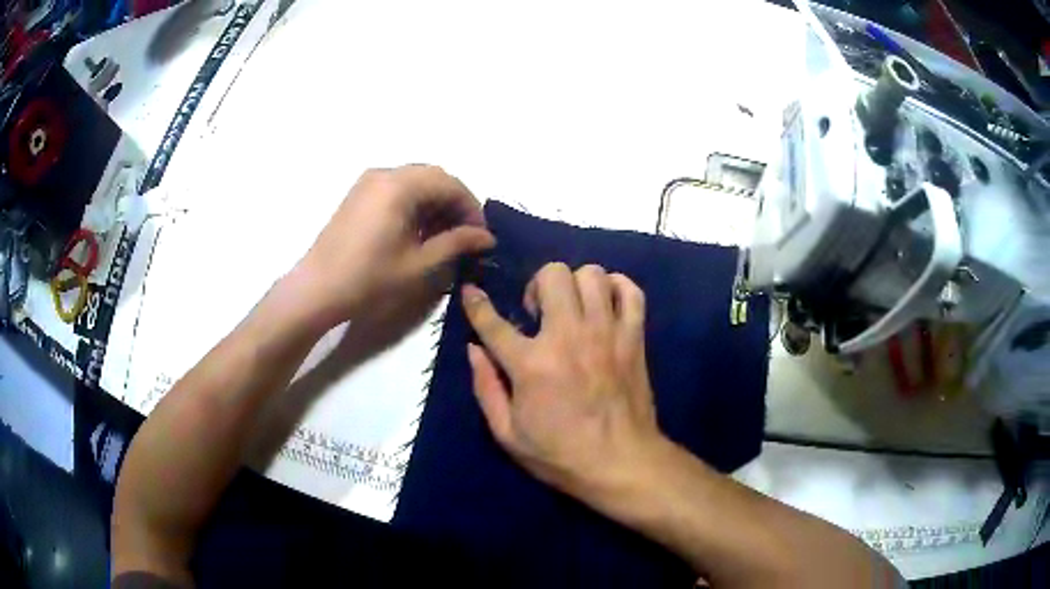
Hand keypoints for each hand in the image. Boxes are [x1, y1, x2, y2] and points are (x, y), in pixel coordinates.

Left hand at [297, 165, 494, 326]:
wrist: (317, 290)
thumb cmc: (369, 279)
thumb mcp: (419, 264)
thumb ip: (457, 243)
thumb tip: (487, 237)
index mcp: (399, 185)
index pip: (449, 183)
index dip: (471, 207)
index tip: (482, 235)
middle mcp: (384, 174)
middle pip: (433, 178)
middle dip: (454, 203)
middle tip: (466, 234)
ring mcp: (368, 183)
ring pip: (415, 182)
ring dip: (435, 204)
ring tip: (445, 236)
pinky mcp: (359, 196)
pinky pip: (397, 190)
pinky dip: (415, 205)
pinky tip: (419, 232)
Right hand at [462, 262, 665, 505]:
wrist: (621, 464)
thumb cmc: (560, 454)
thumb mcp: (508, 434)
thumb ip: (486, 388)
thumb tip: (473, 350)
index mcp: (531, 364)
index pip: (493, 322)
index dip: (476, 303)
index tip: (471, 291)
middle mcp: (569, 337)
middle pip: (552, 275)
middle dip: (538, 285)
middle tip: (539, 313)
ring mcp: (606, 333)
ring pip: (591, 274)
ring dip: (575, 285)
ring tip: (573, 308)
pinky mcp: (634, 338)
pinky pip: (631, 292)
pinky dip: (617, 287)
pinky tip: (605, 304)